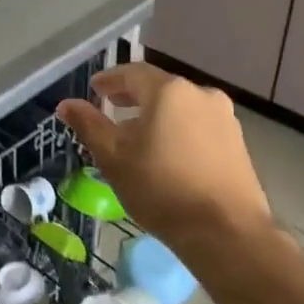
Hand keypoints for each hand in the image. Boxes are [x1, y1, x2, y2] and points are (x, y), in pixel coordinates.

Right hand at [57, 64, 274, 261]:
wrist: (224, 230)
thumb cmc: (160, 189)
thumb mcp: (114, 158)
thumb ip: (89, 125)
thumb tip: (67, 104)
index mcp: (169, 91)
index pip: (133, 73)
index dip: (110, 79)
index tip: (94, 88)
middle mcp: (201, 94)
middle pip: (160, 88)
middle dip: (132, 96)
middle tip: (111, 106)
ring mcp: (225, 118)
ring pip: (181, 107)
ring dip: (156, 114)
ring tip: (136, 134)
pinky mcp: (237, 142)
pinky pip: (198, 125)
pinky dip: (177, 129)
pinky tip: (166, 152)